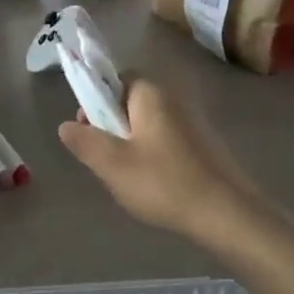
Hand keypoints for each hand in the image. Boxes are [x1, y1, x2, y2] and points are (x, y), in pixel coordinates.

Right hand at [59, 80, 261, 240]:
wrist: (227, 214)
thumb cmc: (164, 183)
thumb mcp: (112, 165)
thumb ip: (85, 141)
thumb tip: (66, 125)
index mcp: (150, 95)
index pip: (114, 79)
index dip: (95, 100)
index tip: (87, 130)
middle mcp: (173, 99)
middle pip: (129, 102)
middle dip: (111, 126)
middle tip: (104, 159)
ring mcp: (191, 122)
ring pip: (146, 124)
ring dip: (130, 144)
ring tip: (126, 177)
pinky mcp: (202, 145)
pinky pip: (165, 140)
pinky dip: (151, 155)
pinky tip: (151, 184)